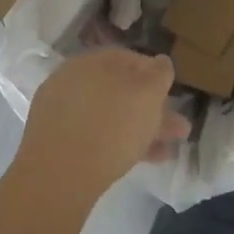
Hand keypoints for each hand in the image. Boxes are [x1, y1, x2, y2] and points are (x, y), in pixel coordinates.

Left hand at [15, 49, 188, 210]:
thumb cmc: (112, 127)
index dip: (156, 75)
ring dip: (140, 129)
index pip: (131, 59)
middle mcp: (75, 77)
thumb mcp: (148, 95)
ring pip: (110, 114)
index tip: (172, 95)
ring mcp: (63, 109)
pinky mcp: (56, 139)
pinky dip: (119, 142)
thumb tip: (161, 62)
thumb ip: (160, 75)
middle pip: (121, 90)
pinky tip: (141, 159)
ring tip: (165, 151)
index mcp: (95, 59)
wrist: (59, 175)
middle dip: (152, 109)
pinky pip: (96, 134)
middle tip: (177, 129)